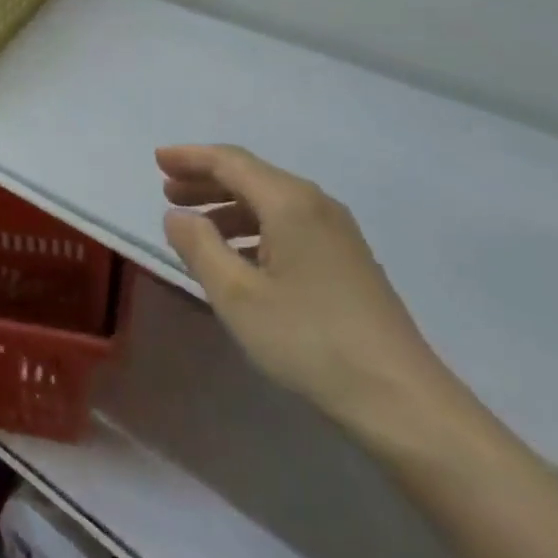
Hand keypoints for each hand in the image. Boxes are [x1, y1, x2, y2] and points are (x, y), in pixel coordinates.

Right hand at [158, 145, 453, 432]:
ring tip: (196, 226)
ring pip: (271, 202)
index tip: (156, 160)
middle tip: (167, 191)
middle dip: (206, 180)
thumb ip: (199, 247)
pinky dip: (254, 228)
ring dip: (228, 206)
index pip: (231, 162)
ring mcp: (337, 233)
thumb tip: (177, 216)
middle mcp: (316, 205)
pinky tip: (239, 257)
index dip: (191, 157)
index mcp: (290, 202)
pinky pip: (289, 225)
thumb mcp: (237, 295)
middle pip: (252, 176)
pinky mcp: (346, 260)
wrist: (400, 399)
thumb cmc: (309, 340)